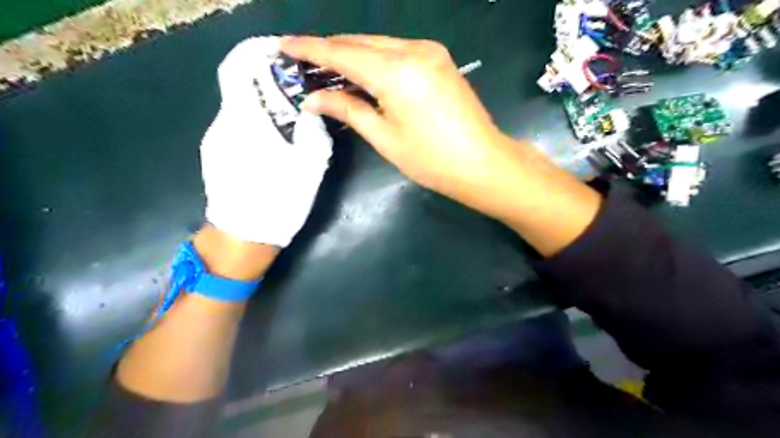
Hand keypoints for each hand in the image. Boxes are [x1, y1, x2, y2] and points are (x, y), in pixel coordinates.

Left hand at [200, 36, 331, 249]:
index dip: (253, 55)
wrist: (243, 239)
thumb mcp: (308, 169)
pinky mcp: (215, 157)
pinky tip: (272, 145)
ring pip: (239, 111)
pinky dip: (254, 126)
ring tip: (289, 122)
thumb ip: (313, 135)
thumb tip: (312, 114)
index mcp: (245, 123)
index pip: (237, 71)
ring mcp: (215, 142)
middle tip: (297, 94)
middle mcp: (223, 125)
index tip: (278, 55)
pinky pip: (235, 130)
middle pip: (241, 91)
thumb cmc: (278, 202)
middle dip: (267, 86)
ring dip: (262, 108)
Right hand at [277, 34, 515, 204]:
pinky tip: (364, 72)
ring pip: (379, 44)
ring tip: (328, 68)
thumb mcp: (384, 137)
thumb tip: (314, 99)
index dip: (310, 49)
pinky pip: (398, 51)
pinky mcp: (440, 60)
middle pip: (360, 42)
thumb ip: (348, 110)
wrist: (483, 163)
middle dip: (330, 50)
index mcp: (395, 71)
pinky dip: (376, 58)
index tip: (283, 46)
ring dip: (353, 53)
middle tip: (303, 62)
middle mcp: (413, 50)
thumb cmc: (431, 159)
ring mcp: (430, 52)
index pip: (341, 53)